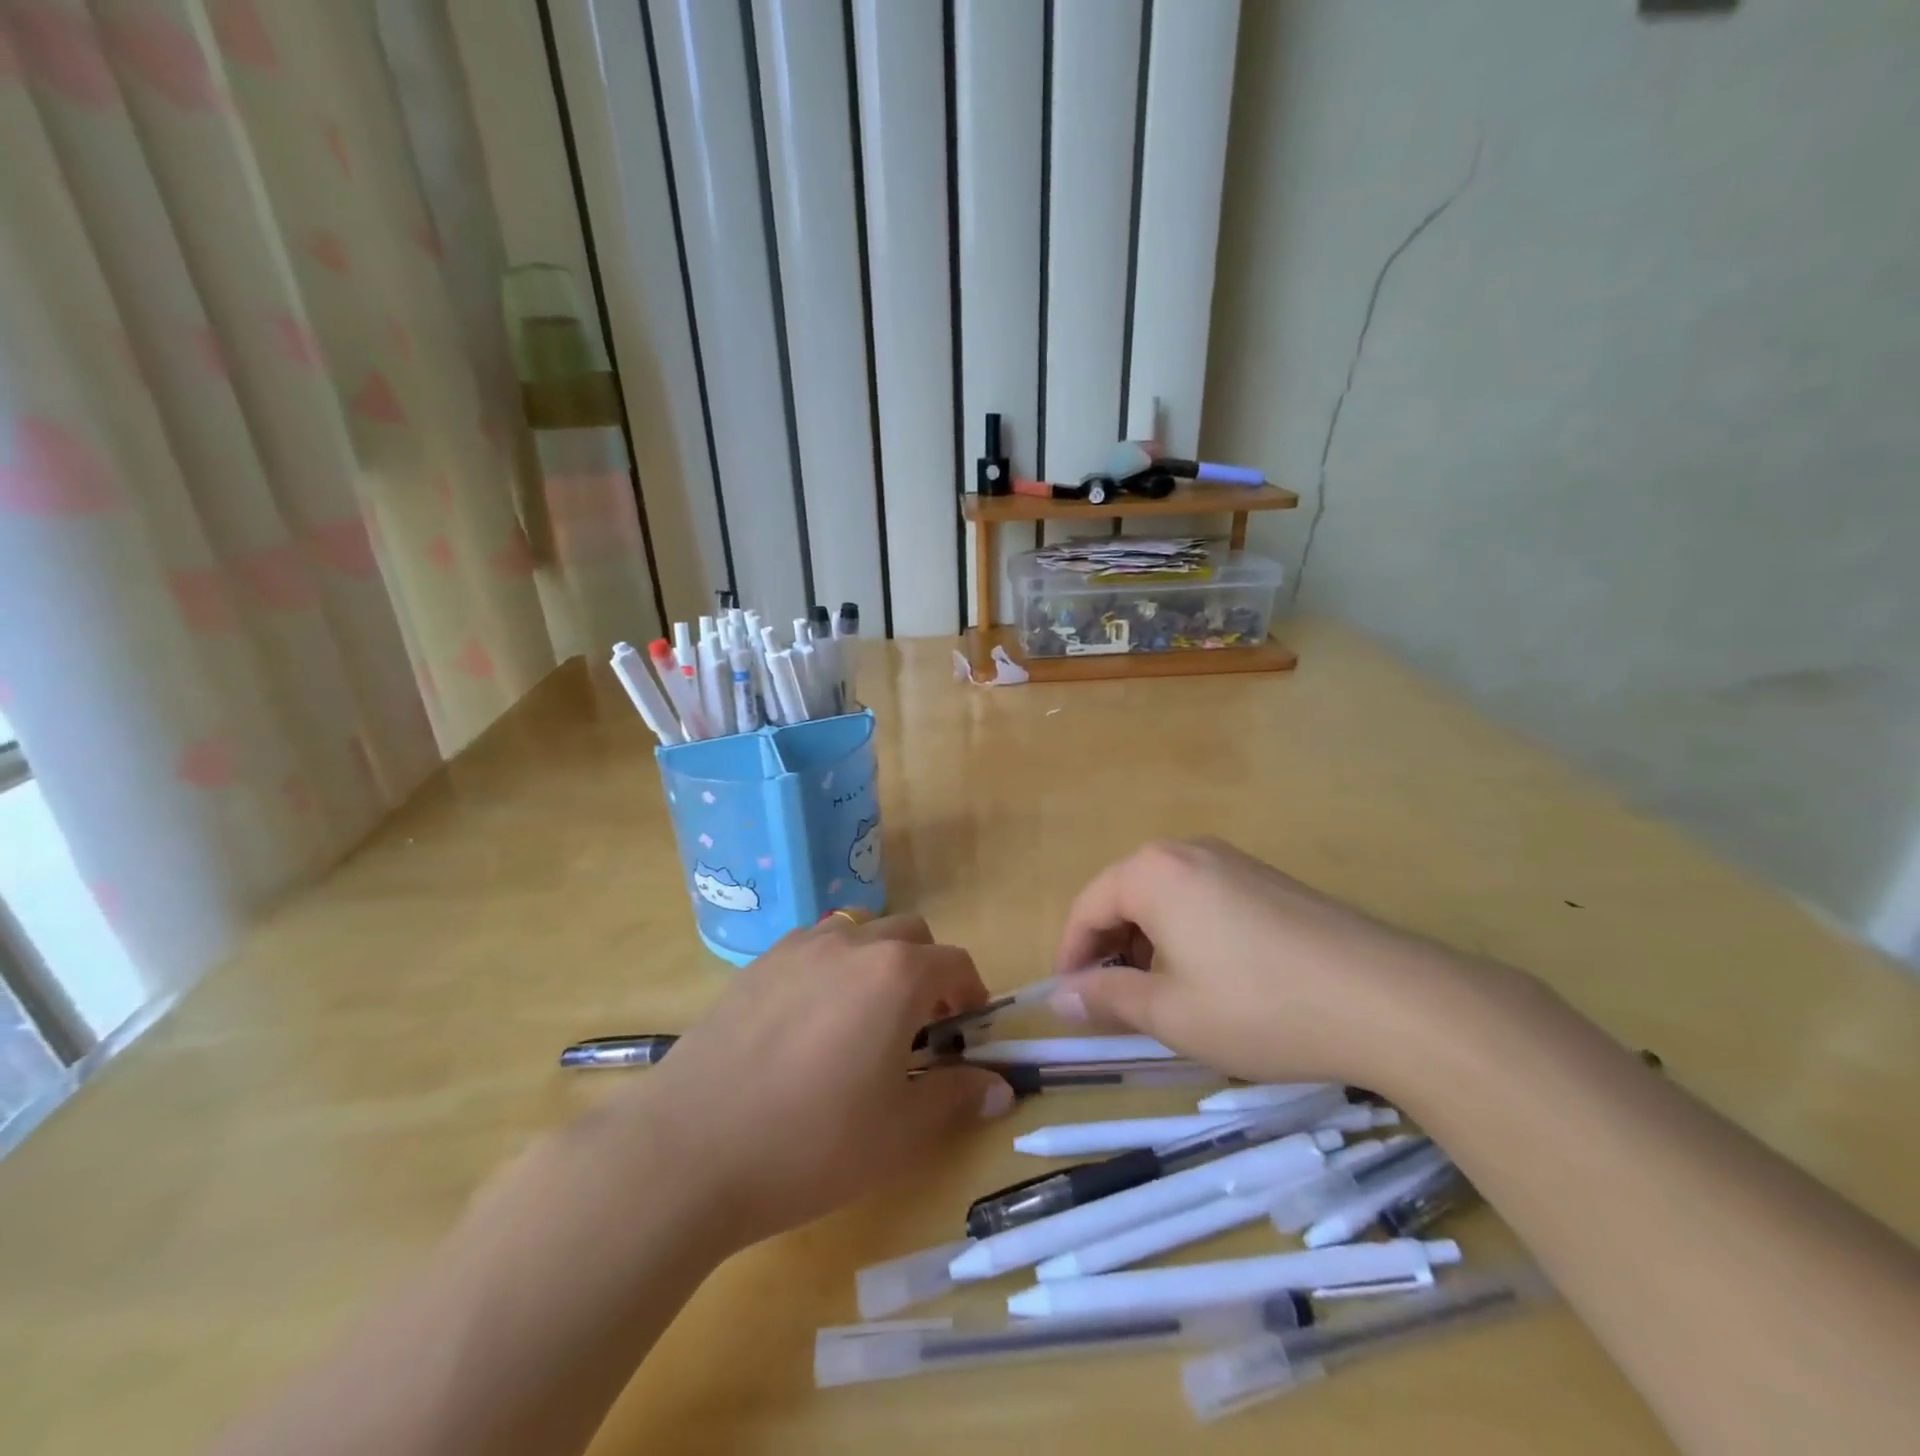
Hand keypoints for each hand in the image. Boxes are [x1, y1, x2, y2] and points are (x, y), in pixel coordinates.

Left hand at [610, 915, 1014, 1250]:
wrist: (688, 1150)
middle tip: (920, 1027)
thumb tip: (999, 1087)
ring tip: (864, 1019)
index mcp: (895, 974)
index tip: (967, 1032)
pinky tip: (810, 1022)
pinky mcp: (756, 965)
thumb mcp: (900, 1134)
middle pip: (909, 934)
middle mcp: (851, 943)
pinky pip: (811, 947)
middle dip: (928, 971)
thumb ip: (957, 1100)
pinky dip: (831, 967)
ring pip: (858, 932)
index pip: (954, 962)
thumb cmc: (811, 1144)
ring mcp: (797, 948)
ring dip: (878, 962)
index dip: (971, 994)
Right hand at [1049, 838, 1492, 1093]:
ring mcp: (1234, 862)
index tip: (1071, 1002)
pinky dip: (1186, 936)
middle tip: (1112, 1004)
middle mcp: (1187, 852)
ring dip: (1147, 945)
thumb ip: (1107, 998)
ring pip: (1165, 900)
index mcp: (1153, 872)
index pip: (1087, 908)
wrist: (1389, 1000)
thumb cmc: (1260, 1006)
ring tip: (1160, 997)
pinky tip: (1210, 980)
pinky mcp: (1269, 881)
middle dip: (1109, 950)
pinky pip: (1204, 901)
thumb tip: (1061, 996)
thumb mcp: (1171, 1013)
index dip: (1071, 956)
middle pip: (1125, 897)